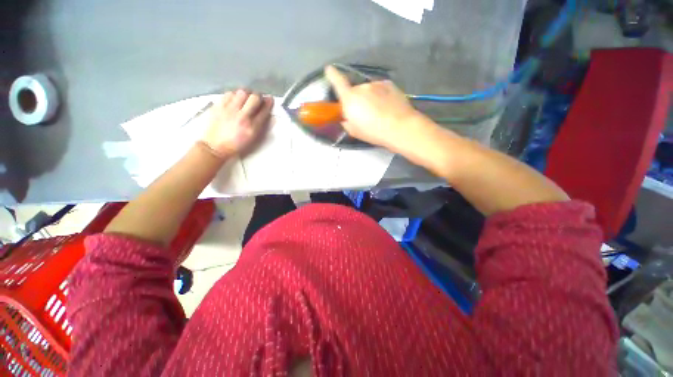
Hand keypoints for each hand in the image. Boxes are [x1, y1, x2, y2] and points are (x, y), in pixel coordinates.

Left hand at [201, 89, 273, 156]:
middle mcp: (242, 117)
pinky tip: (235, 99)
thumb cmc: (237, 145)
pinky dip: (234, 94)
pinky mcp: (219, 106)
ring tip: (246, 98)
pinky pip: (229, 93)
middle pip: (254, 98)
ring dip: (246, 93)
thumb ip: (262, 126)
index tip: (269, 99)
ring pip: (242, 92)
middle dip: (258, 96)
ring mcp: (229, 110)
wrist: (216, 147)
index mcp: (253, 127)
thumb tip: (268, 114)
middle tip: (257, 98)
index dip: (268, 103)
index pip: (264, 111)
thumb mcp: (253, 139)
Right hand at [324, 66, 424, 149]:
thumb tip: (347, 117)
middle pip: (356, 92)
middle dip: (358, 101)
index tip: (329, 68)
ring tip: (379, 113)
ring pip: (369, 91)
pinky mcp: (389, 84)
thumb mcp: (354, 131)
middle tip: (365, 115)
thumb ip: (346, 121)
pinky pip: (380, 90)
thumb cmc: (373, 132)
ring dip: (371, 99)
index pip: (338, 82)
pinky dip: (381, 97)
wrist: (399, 127)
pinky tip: (387, 107)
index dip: (332, 75)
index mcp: (350, 98)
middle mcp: (362, 87)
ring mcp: (377, 84)